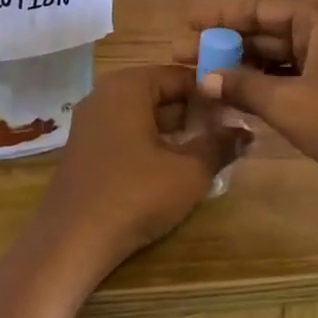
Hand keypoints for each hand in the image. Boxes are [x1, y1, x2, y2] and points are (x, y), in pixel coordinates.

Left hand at [38, 65, 249, 269]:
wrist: (71, 241)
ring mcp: (91, 122)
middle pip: (161, 93)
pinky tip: (173, 168)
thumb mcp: (189, 171)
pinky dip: (152, 143)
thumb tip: (246, 132)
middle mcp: (105, 94)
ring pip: (144, 115)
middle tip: (227, 135)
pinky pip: (127, 133)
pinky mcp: (86, 149)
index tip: (238, 113)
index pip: (180, 75)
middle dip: (195, 112)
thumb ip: (220, 145)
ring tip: (207, 152)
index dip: (212, 93)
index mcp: (128, 86)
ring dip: (176, 131)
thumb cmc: (135, 195)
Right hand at [188, 0, 317, 237]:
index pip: (258, 7)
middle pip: (266, 29)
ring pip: (277, 54)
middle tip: (184, 56)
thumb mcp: (288, 105)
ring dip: (243, 66)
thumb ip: (243, 86)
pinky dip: (265, 83)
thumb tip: (204, 79)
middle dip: (226, 44)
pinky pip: (292, 73)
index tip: (185, 23)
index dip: (218, 16)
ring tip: (202, 77)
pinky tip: (236, 94)